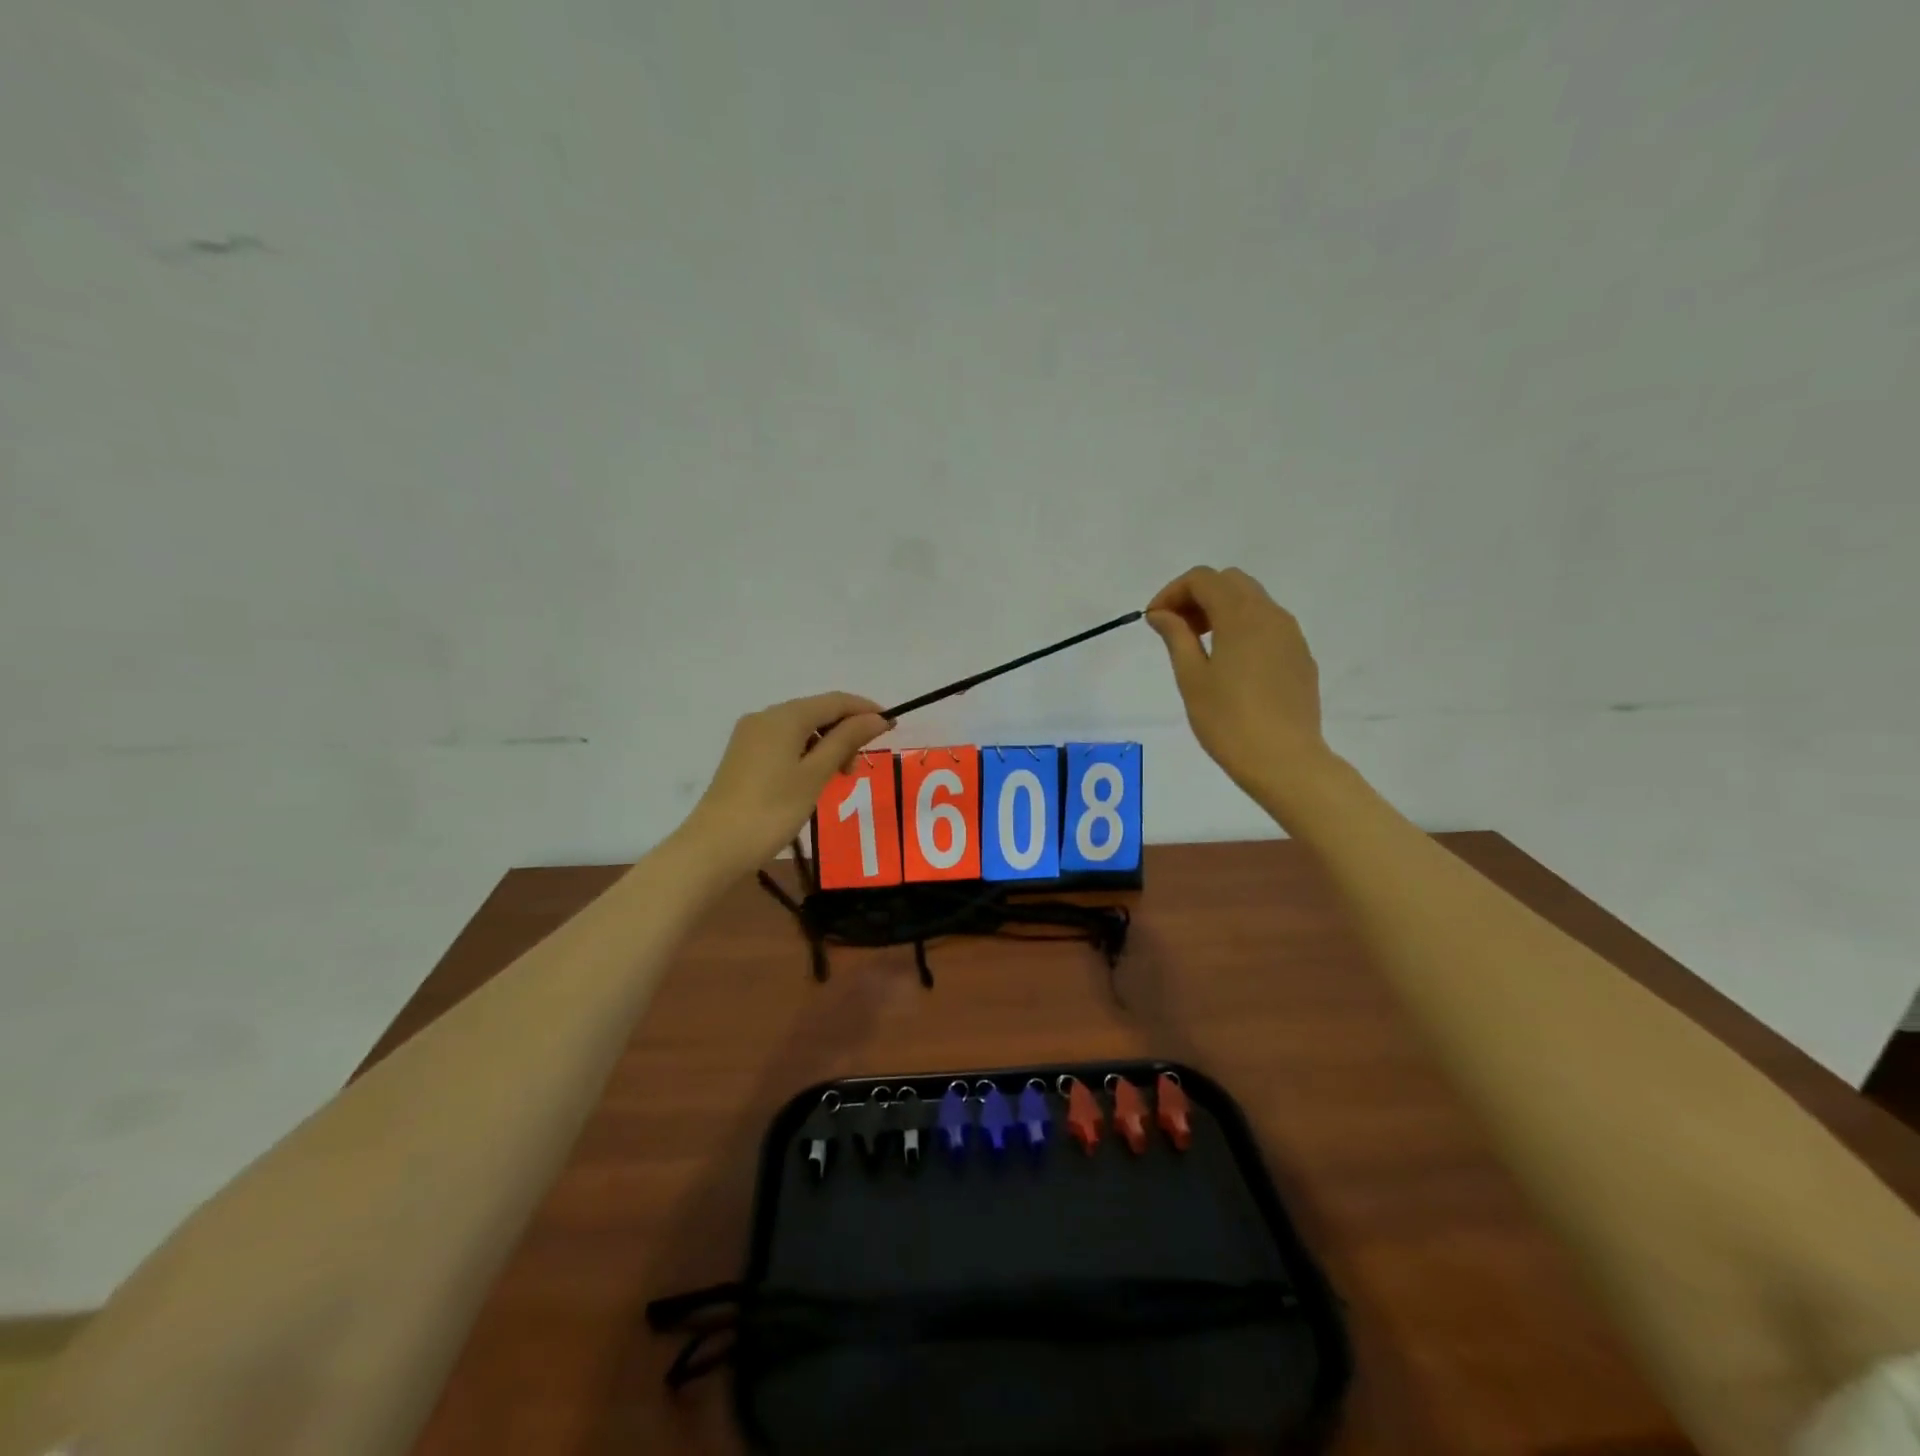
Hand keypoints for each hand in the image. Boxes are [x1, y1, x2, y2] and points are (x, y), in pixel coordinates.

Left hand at [684, 691, 891, 873]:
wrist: (714, 847)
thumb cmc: (772, 810)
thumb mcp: (816, 775)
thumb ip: (846, 741)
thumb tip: (876, 717)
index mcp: (784, 717)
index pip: (835, 701)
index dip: (865, 710)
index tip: (892, 727)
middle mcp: (765, 717)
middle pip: (816, 711)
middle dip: (845, 730)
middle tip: (859, 766)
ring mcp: (750, 736)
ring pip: (800, 728)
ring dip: (827, 744)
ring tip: (839, 777)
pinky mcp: (744, 756)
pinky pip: (784, 742)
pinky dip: (807, 753)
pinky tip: (813, 778)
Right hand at [1146, 567, 1335, 810]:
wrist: (1284, 760)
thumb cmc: (1228, 721)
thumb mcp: (1191, 678)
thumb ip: (1176, 636)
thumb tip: (1161, 614)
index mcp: (1241, 616)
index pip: (1203, 579)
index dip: (1172, 592)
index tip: (1154, 620)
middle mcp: (1270, 615)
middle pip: (1230, 582)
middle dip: (1198, 596)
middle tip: (1176, 629)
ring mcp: (1291, 635)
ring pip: (1253, 601)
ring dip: (1221, 610)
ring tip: (1200, 646)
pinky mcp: (1300, 656)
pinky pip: (1268, 626)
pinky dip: (1243, 628)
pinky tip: (1230, 664)